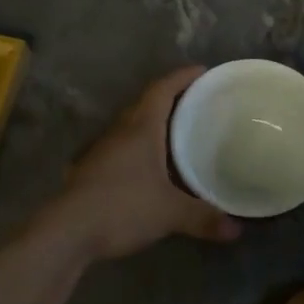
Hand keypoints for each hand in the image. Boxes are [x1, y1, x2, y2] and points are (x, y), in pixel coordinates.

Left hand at [49, 67, 242, 261]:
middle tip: (197, 103)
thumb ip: (203, 217)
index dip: (182, 77)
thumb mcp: (169, 213)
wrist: (67, 232)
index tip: (202, 71)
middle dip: (171, 99)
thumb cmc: (121, 207)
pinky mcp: (93, 171)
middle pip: (146, 105)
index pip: (162, 90)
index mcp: (140, 128)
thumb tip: (237, 230)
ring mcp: (102, 151)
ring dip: (155, 125)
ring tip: (180, 133)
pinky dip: (142, 148)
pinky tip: (153, 167)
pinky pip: (124, 148)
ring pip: (133, 127)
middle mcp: (120, 132)